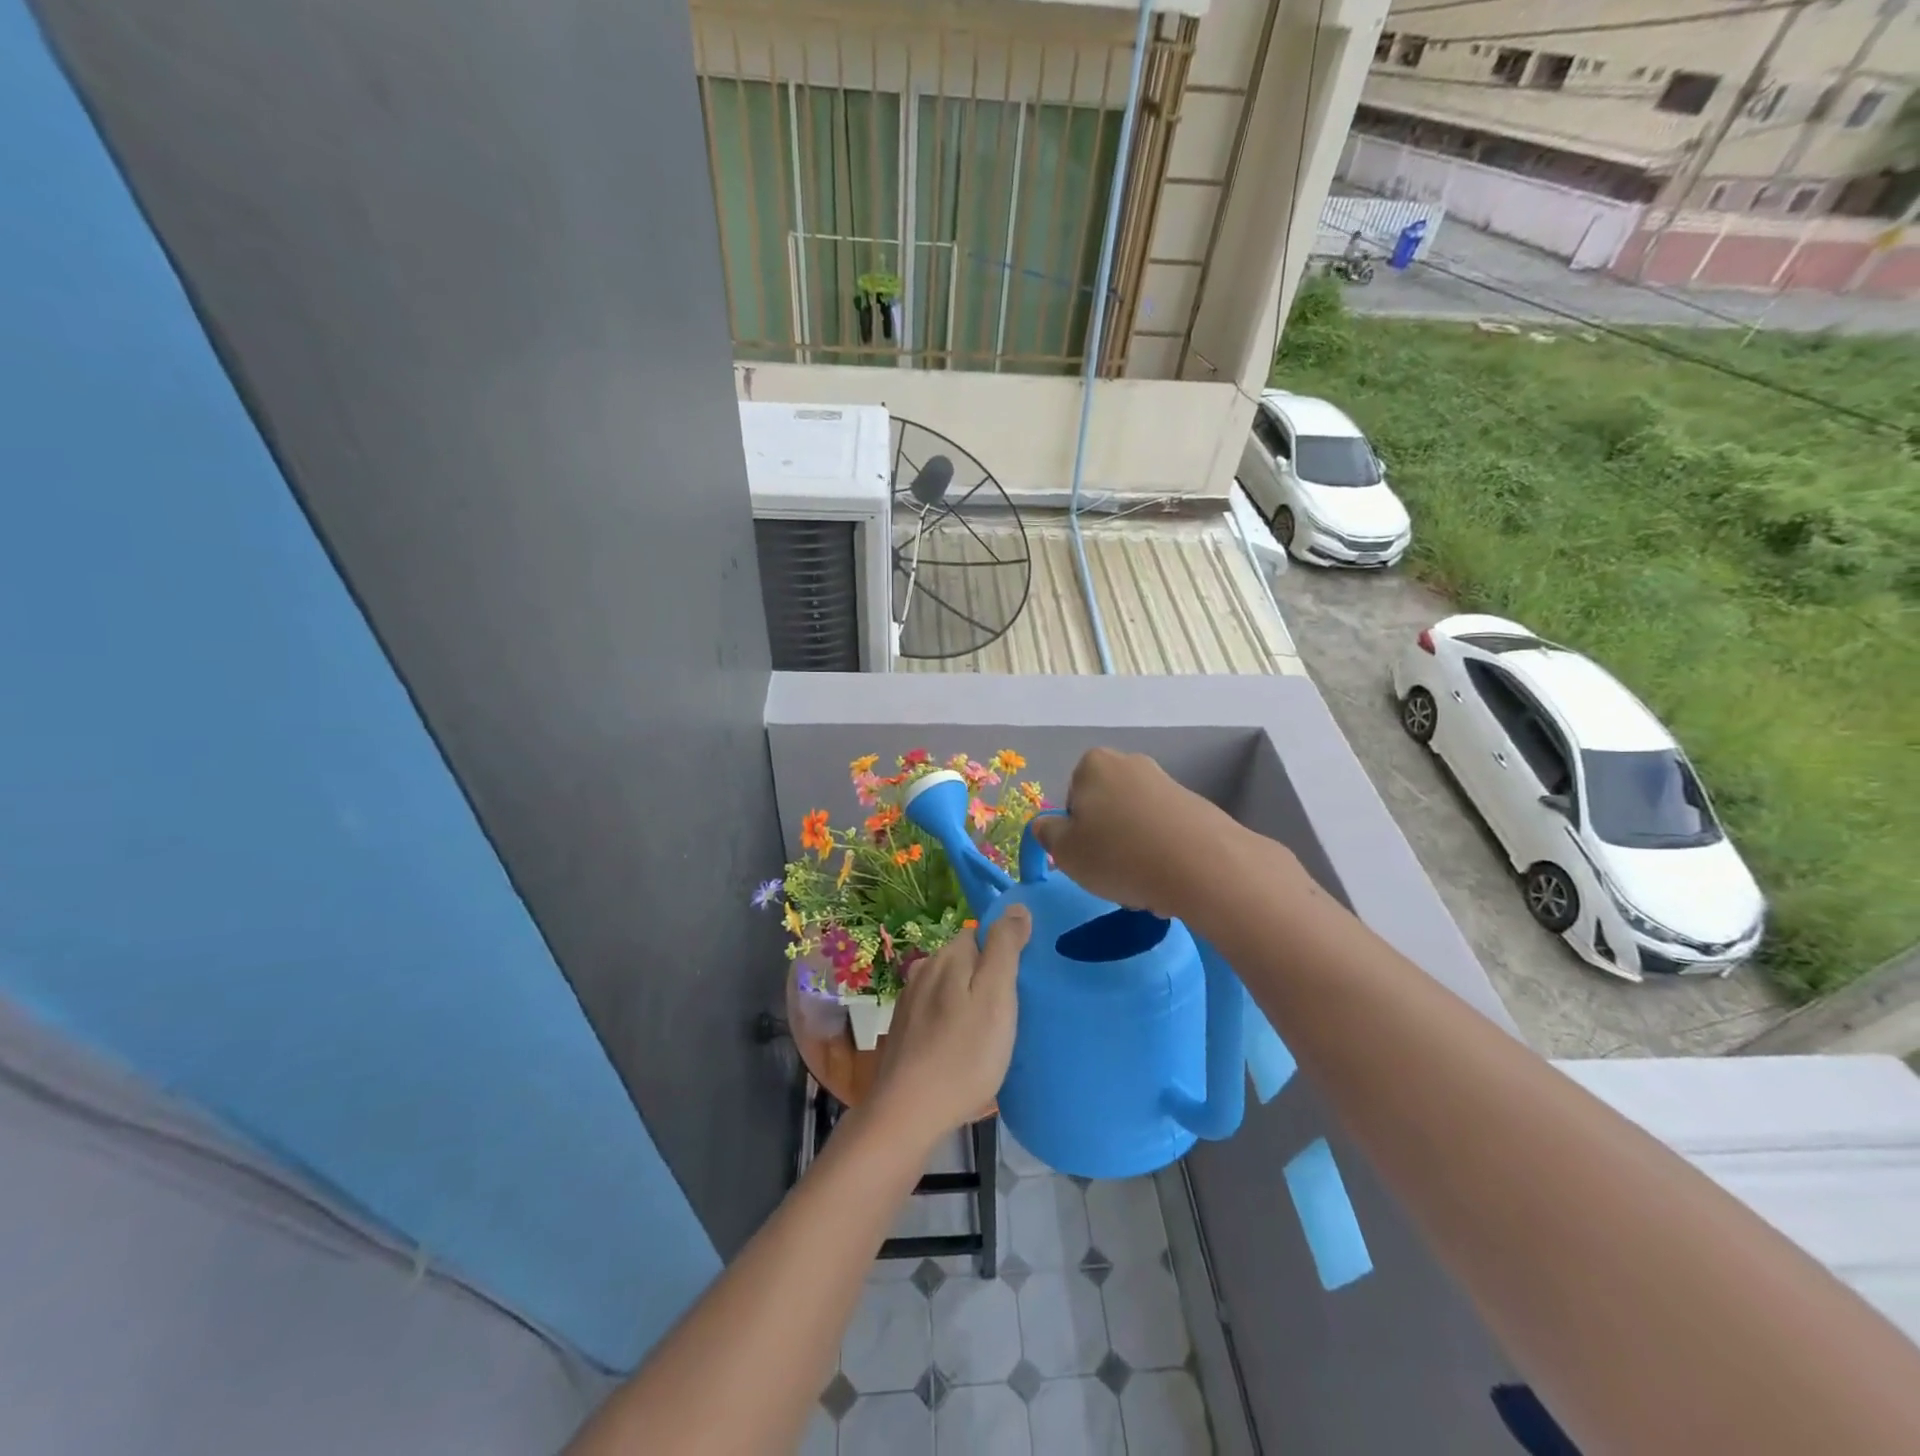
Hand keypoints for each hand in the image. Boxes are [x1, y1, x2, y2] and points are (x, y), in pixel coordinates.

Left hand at [870, 908, 1030, 1145]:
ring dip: (968, 1001)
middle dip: (986, 977)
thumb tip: (1017, 906)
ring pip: (949, 987)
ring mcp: (909, 1001)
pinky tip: (962, 1048)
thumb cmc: (964, 1054)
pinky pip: (936, 1012)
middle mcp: (924, 969)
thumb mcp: (996, 997)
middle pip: (965, 960)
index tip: (1021, 986)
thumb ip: (1005, 948)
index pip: (980, 935)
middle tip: (1010, 1013)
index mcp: (947, 956)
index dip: (1003, 954)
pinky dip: (951, 1022)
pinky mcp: (903, 1030)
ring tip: (989, 1034)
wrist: (909, 1112)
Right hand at [1029, 748, 1243, 917]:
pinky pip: (1165, 834)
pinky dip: (1162, 855)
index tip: (1085, 858)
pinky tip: (1168, 880)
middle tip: (1111, 873)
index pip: (1072, 800)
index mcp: (1093, 764)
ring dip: (1134, 852)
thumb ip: (1047, 834)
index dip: (1075, 833)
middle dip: (1106, 840)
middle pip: (1105, 809)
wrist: (1203, 867)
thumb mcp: (1065, 852)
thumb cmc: (1119, 855)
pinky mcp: (1197, 807)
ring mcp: (1167, 783)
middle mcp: (1131, 763)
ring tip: (1143, 884)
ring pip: (1136, 824)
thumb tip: (1045, 825)